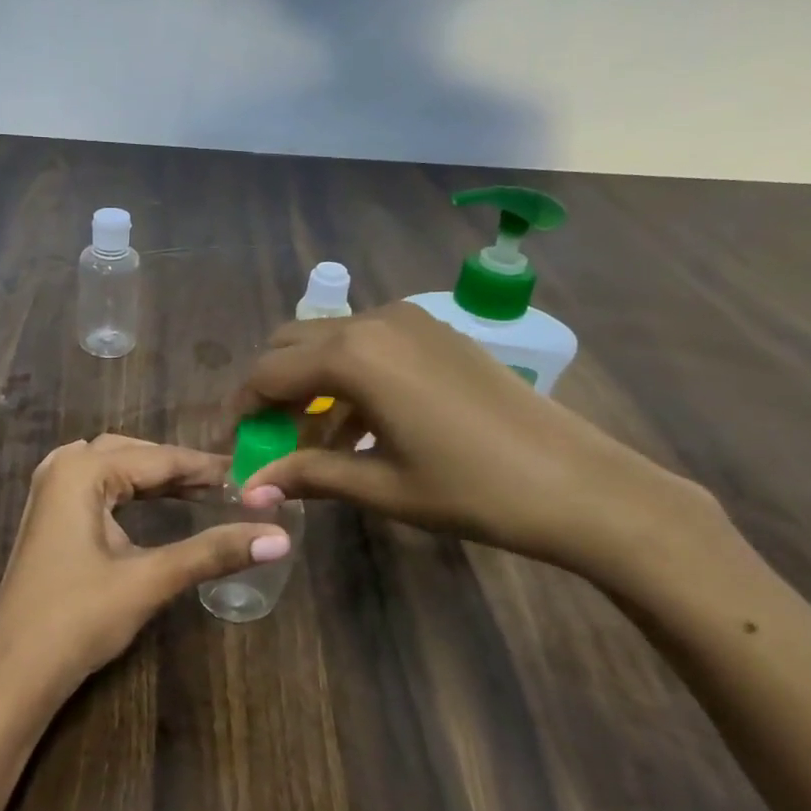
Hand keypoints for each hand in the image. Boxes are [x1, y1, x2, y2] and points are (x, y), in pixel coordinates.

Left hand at [0, 435, 290, 714]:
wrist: (14, 673)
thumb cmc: (78, 620)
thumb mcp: (149, 580)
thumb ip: (212, 552)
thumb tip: (279, 537)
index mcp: (82, 470)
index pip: (158, 458)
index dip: (206, 467)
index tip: (250, 476)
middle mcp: (62, 467)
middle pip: (134, 454)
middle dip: (180, 468)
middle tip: (228, 486)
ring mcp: (50, 490)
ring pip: (114, 466)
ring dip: (155, 476)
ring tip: (202, 491)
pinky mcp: (48, 515)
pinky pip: (98, 484)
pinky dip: (131, 488)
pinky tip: (153, 502)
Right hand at [232, 302, 715, 586]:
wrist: (579, 484)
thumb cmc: (471, 489)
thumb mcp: (380, 486)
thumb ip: (307, 474)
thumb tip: (248, 488)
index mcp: (352, 355)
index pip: (267, 373)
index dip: (240, 409)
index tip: (232, 446)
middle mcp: (373, 321)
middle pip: (290, 345)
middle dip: (270, 390)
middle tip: (269, 441)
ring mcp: (408, 321)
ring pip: (328, 341)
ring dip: (308, 384)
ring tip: (313, 441)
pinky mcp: (434, 331)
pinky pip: (367, 344)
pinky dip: (346, 376)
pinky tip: (359, 425)